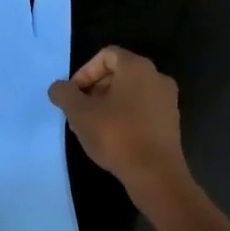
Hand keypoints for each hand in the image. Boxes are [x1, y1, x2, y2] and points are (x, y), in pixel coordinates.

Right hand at [48, 46, 186, 194]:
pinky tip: (111, 138)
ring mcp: (167, 100)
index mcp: (137, 68)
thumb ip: (64, 94)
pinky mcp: (170, 122)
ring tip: (91, 127)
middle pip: (118, 73)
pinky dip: (123, 116)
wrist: (156, 174)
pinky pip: (141, 109)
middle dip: (93, 89)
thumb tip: (59, 88)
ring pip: (129, 93)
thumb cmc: (116, 136)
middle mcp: (157, 77)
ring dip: (106, 105)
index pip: (106, 55)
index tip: (73, 95)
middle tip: (78, 112)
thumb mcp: (79, 113)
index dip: (84, 72)